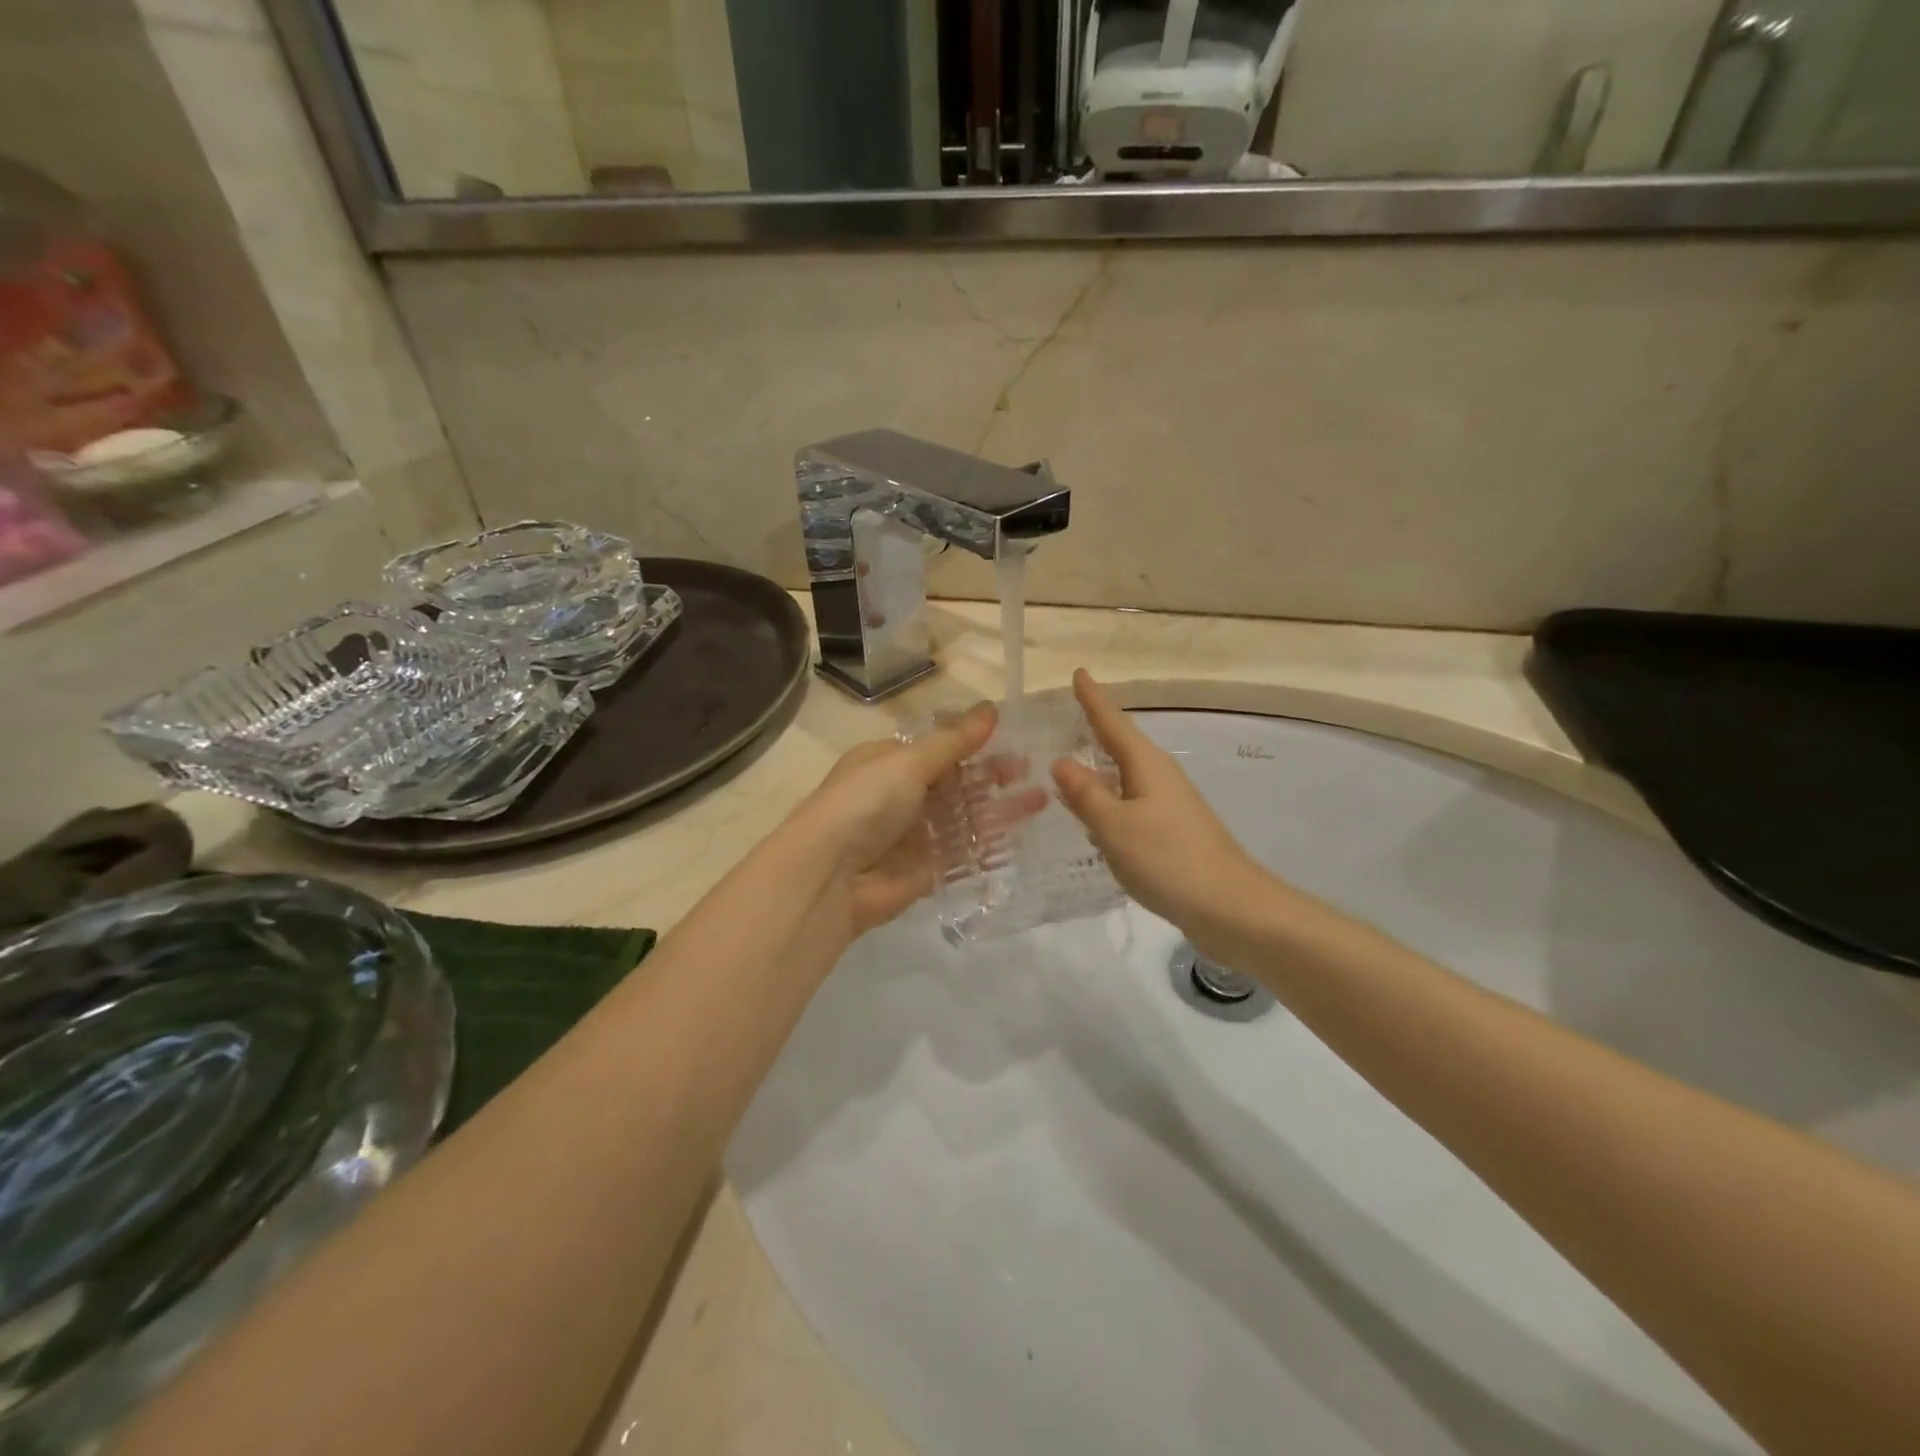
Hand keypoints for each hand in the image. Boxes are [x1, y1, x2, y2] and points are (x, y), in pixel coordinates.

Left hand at [786, 704, 1046, 938]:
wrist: (829, 877)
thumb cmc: (865, 803)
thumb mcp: (908, 762)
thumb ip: (954, 741)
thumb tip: (990, 707)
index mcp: (888, 762)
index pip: (937, 747)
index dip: (973, 741)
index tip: (1012, 735)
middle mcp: (901, 795)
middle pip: (956, 782)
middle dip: (991, 774)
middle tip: (1031, 768)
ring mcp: (915, 834)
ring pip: (965, 816)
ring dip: (999, 807)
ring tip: (1041, 797)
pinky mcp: (927, 869)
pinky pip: (965, 852)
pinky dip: (991, 843)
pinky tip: (1022, 833)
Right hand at [1052, 670, 1270, 936]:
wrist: (1230, 907)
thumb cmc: (1168, 859)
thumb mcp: (1114, 826)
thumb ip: (1085, 794)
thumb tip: (1061, 760)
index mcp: (1146, 764)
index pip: (1112, 722)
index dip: (1092, 698)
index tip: (1078, 672)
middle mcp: (1159, 776)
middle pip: (1121, 744)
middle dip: (1093, 729)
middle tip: (1060, 718)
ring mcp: (1168, 804)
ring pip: (1125, 776)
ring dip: (1098, 768)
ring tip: (1064, 765)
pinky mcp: (1170, 831)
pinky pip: (1130, 803)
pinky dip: (1108, 800)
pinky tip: (1092, 816)